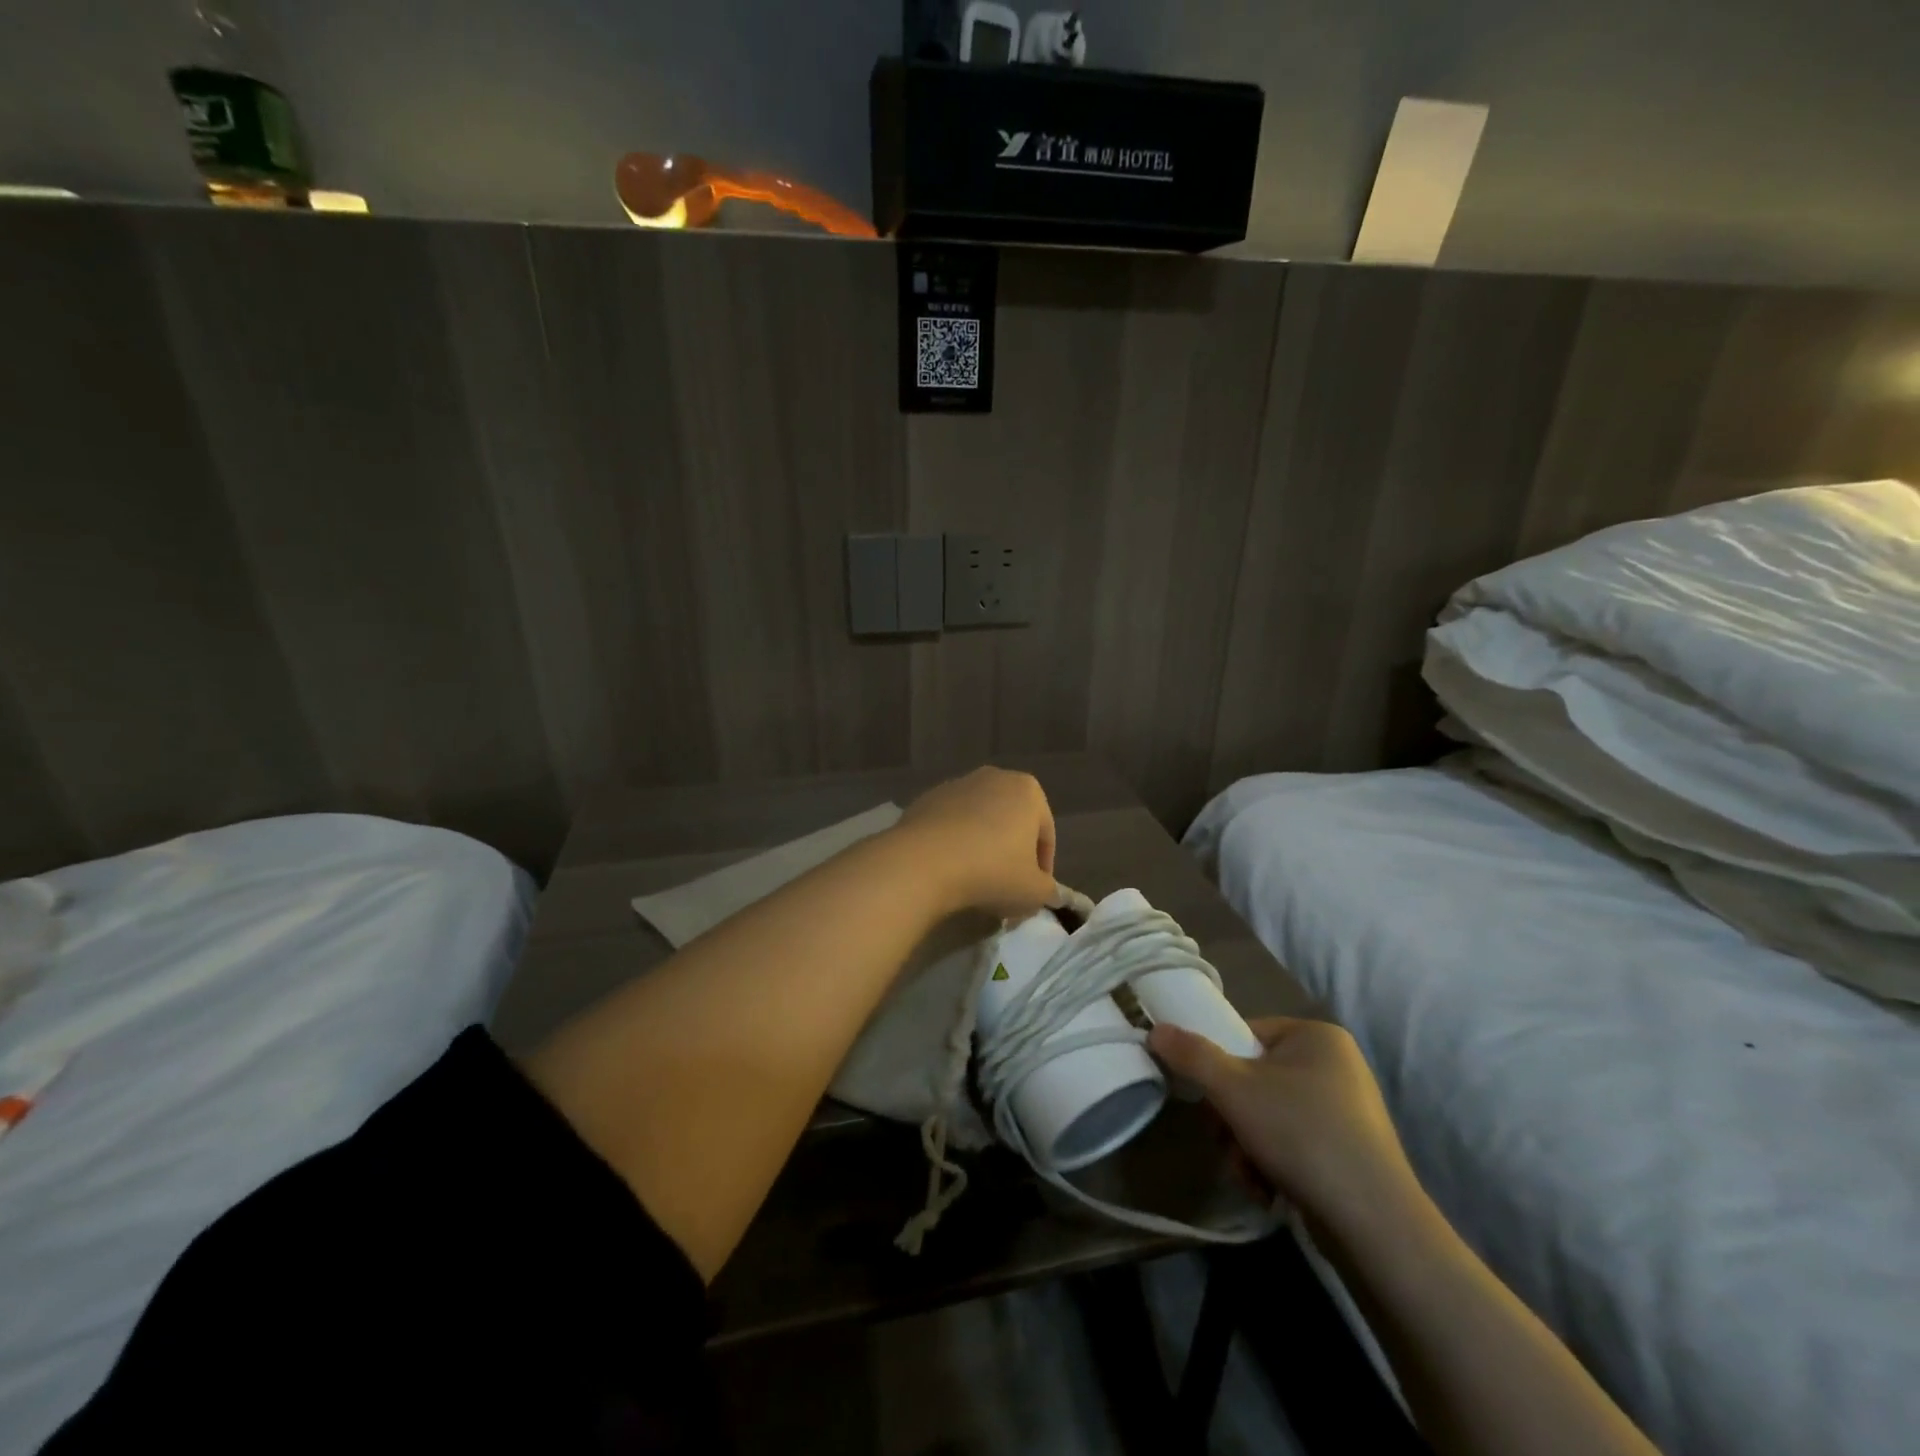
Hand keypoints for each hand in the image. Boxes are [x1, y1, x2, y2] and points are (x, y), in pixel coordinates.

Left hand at [893, 766, 1056, 919]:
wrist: (924, 862)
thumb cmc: (992, 871)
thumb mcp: (1034, 892)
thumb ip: (1047, 890)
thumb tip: (1045, 891)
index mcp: (1028, 790)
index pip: (1045, 834)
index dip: (1043, 868)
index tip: (1033, 893)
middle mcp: (994, 777)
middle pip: (1011, 822)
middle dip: (1011, 853)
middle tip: (1007, 887)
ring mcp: (956, 785)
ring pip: (979, 822)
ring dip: (982, 847)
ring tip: (975, 881)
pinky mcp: (926, 799)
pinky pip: (950, 826)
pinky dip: (954, 844)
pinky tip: (949, 870)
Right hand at [1148, 1016, 1420, 1228]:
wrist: (1376, 1225)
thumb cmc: (1302, 1136)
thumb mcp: (1234, 1089)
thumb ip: (1192, 1055)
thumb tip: (1155, 1030)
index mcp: (1316, 1036)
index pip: (1246, 1034)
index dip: (1219, 1064)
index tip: (1210, 1099)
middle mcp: (1337, 1065)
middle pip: (1254, 1078)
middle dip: (1232, 1118)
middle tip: (1227, 1142)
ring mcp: (1347, 1110)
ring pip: (1269, 1115)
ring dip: (1247, 1145)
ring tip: (1250, 1175)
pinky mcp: (1351, 1151)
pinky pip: (1294, 1142)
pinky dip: (1273, 1163)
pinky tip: (1269, 1190)